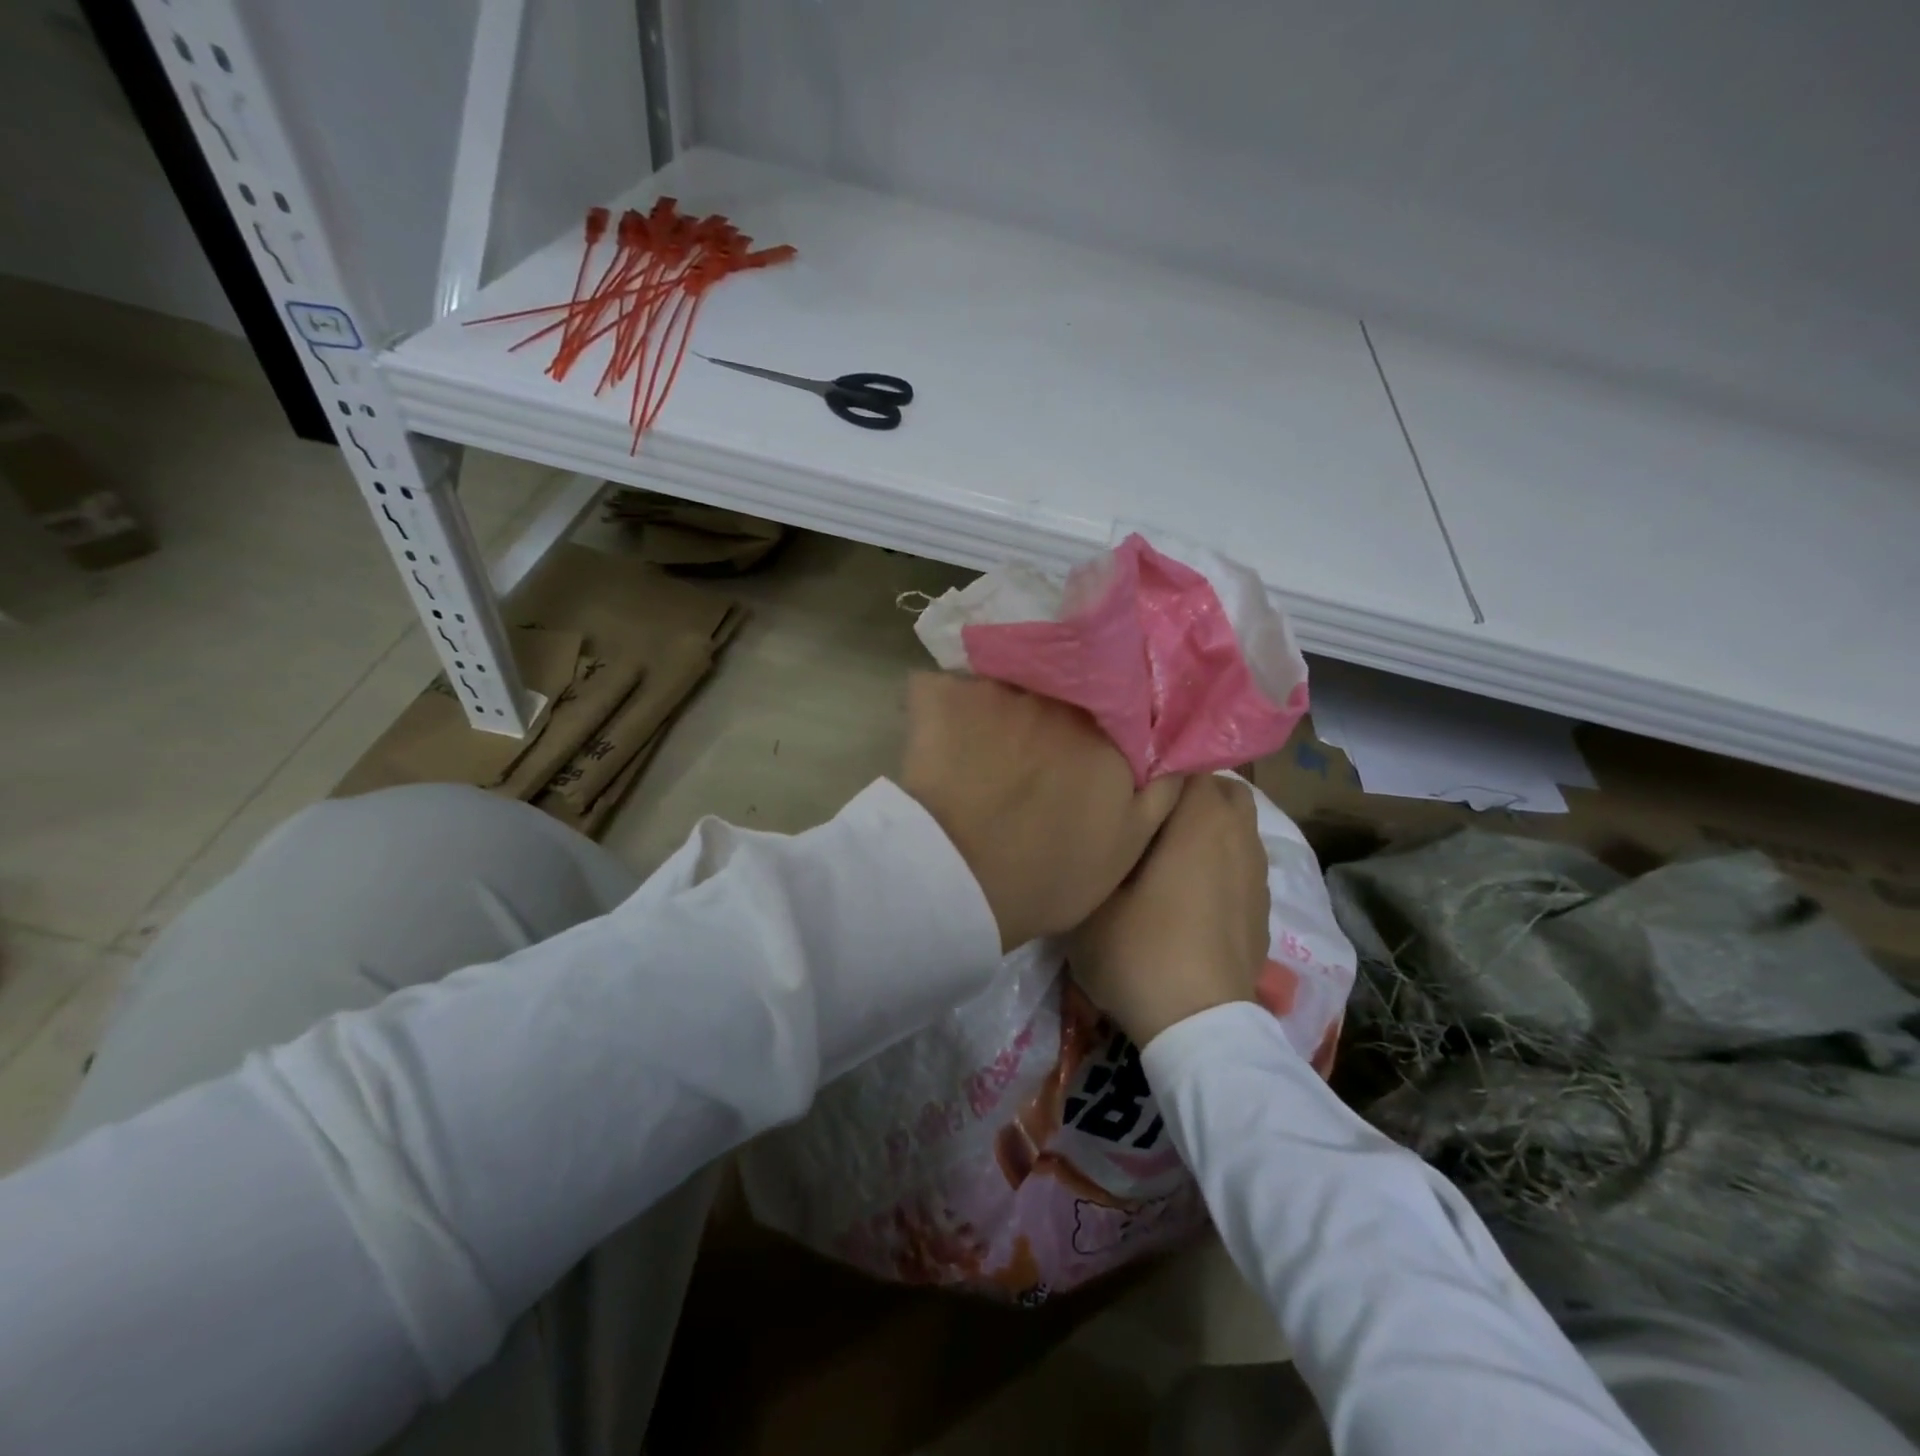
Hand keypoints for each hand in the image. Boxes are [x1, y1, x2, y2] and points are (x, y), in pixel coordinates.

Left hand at [899, 673, 1181, 951]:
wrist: (957, 883)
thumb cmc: (1050, 874)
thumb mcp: (1128, 845)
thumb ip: (1162, 790)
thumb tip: (1178, 750)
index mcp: (1105, 726)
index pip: (1118, 690)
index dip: (1107, 703)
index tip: (1094, 722)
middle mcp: (1057, 692)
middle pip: (1060, 675)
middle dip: (1052, 693)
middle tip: (1031, 733)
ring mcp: (996, 687)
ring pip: (1004, 678)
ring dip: (998, 701)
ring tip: (983, 735)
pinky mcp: (942, 694)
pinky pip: (944, 687)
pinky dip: (944, 706)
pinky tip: (939, 736)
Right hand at [1069, 774, 1269, 1046]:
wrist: (1199, 1026)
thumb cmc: (1140, 951)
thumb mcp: (1091, 899)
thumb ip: (1093, 849)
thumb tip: (1100, 826)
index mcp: (1201, 818)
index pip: (1186, 762)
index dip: (1153, 768)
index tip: (1125, 782)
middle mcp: (1238, 834)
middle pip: (1219, 788)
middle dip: (1186, 791)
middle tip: (1144, 813)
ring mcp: (1256, 872)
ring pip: (1235, 824)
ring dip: (1205, 826)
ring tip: (1165, 851)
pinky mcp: (1262, 906)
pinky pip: (1240, 859)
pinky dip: (1219, 860)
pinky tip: (1188, 890)